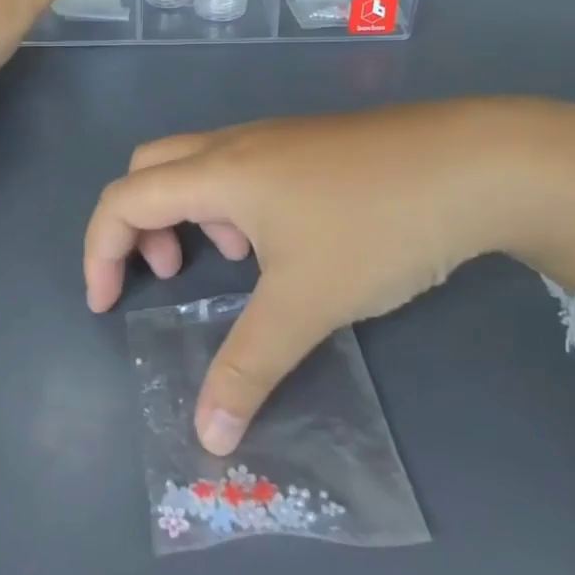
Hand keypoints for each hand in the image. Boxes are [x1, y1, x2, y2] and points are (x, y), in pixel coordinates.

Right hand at [83, 98, 574, 455]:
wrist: (475, 164)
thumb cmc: (376, 226)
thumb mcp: (307, 302)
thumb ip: (249, 366)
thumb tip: (207, 437)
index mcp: (218, 171)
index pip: (123, 198)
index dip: (99, 249)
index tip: (107, 303)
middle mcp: (234, 144)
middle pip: (149, 168)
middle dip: (137, 222)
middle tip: (164, 272)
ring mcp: (274, 137)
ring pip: (196, 165)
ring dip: (188, 211)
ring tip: (232, 260)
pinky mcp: (307, 143)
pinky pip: (239, 167)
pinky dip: (229, 203)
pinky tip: (280, 241)